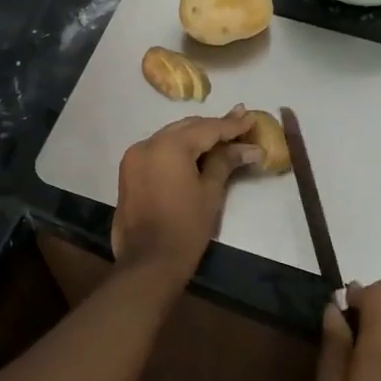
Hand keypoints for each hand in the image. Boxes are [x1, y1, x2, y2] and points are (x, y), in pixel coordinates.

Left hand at [111, 106, 262, 283]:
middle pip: (187, 128)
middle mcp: (148, 144)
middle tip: (240, 122)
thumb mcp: (210, 192)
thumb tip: (251, 148)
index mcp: (169, 146)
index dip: (231, 124)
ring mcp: (134, 157)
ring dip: (196, 136)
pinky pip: (158, 150)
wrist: (148, 263)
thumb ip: (226, 162)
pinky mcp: (129, 172)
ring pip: (171, 137)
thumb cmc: (185, 228)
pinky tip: (196, 152)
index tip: (250, 116)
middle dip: (214, 126)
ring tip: (222, 135)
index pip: (207, 129)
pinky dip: (178, 149)